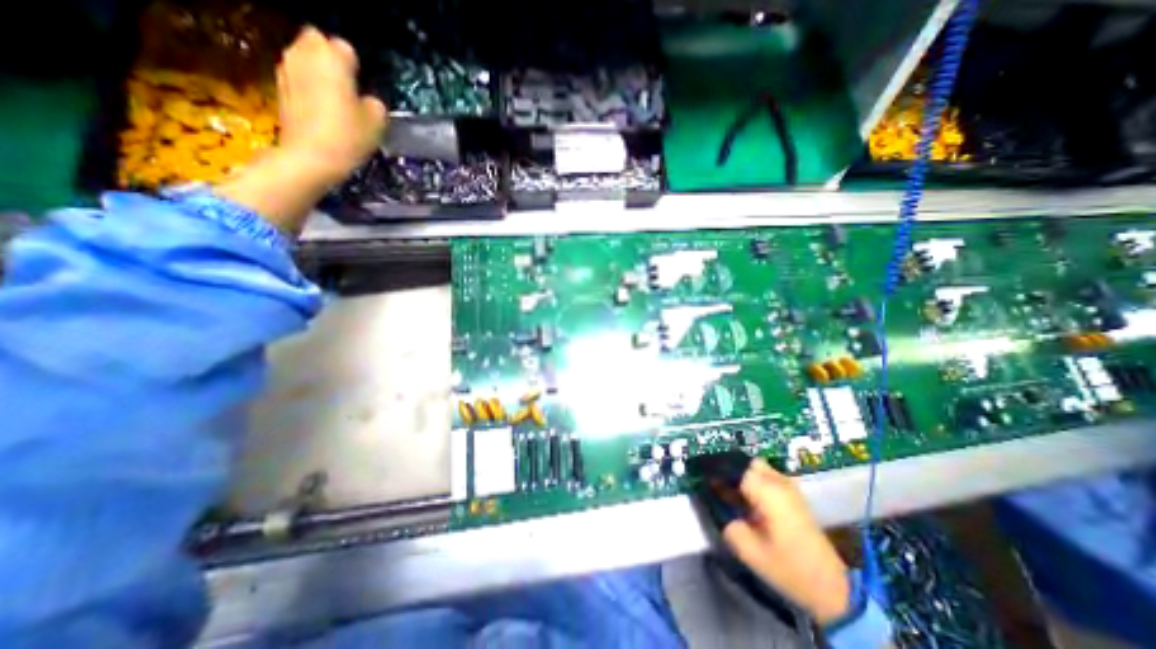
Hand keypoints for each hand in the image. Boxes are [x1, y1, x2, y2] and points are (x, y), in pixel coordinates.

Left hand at [273, 26, 387, 185]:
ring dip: (317, 72)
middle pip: (316, 42)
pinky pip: (297, 77)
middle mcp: (304, 53)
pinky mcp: (278, 87)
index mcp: (332, 58)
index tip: (361, 86)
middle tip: (346, 86)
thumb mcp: (377, 123)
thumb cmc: (348, 135)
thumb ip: (375, 104)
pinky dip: (306, 87)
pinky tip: (319, 110)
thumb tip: (368, 100)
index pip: (345, 48)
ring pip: (304, 58)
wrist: (310, 156)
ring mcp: (286, 69)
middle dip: (329, 58)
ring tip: (333, 99)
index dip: (355, 66)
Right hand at [725, 459, 851, 626]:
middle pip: (744, 462)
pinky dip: (753, 481)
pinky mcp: (793, 494)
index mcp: (766, 490)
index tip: (701, 479)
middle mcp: (777, 480)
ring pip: (755, 467)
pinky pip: (766, 476)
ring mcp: (788, 485)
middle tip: (717, 488)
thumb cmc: (787, 567)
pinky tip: (748, 500)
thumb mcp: (747, 549)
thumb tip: (712, 501)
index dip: (714, 472)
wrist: (830, 586)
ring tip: (732, 495)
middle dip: (729, 471)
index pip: (732, 467)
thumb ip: (725, 520)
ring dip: (741, 475)